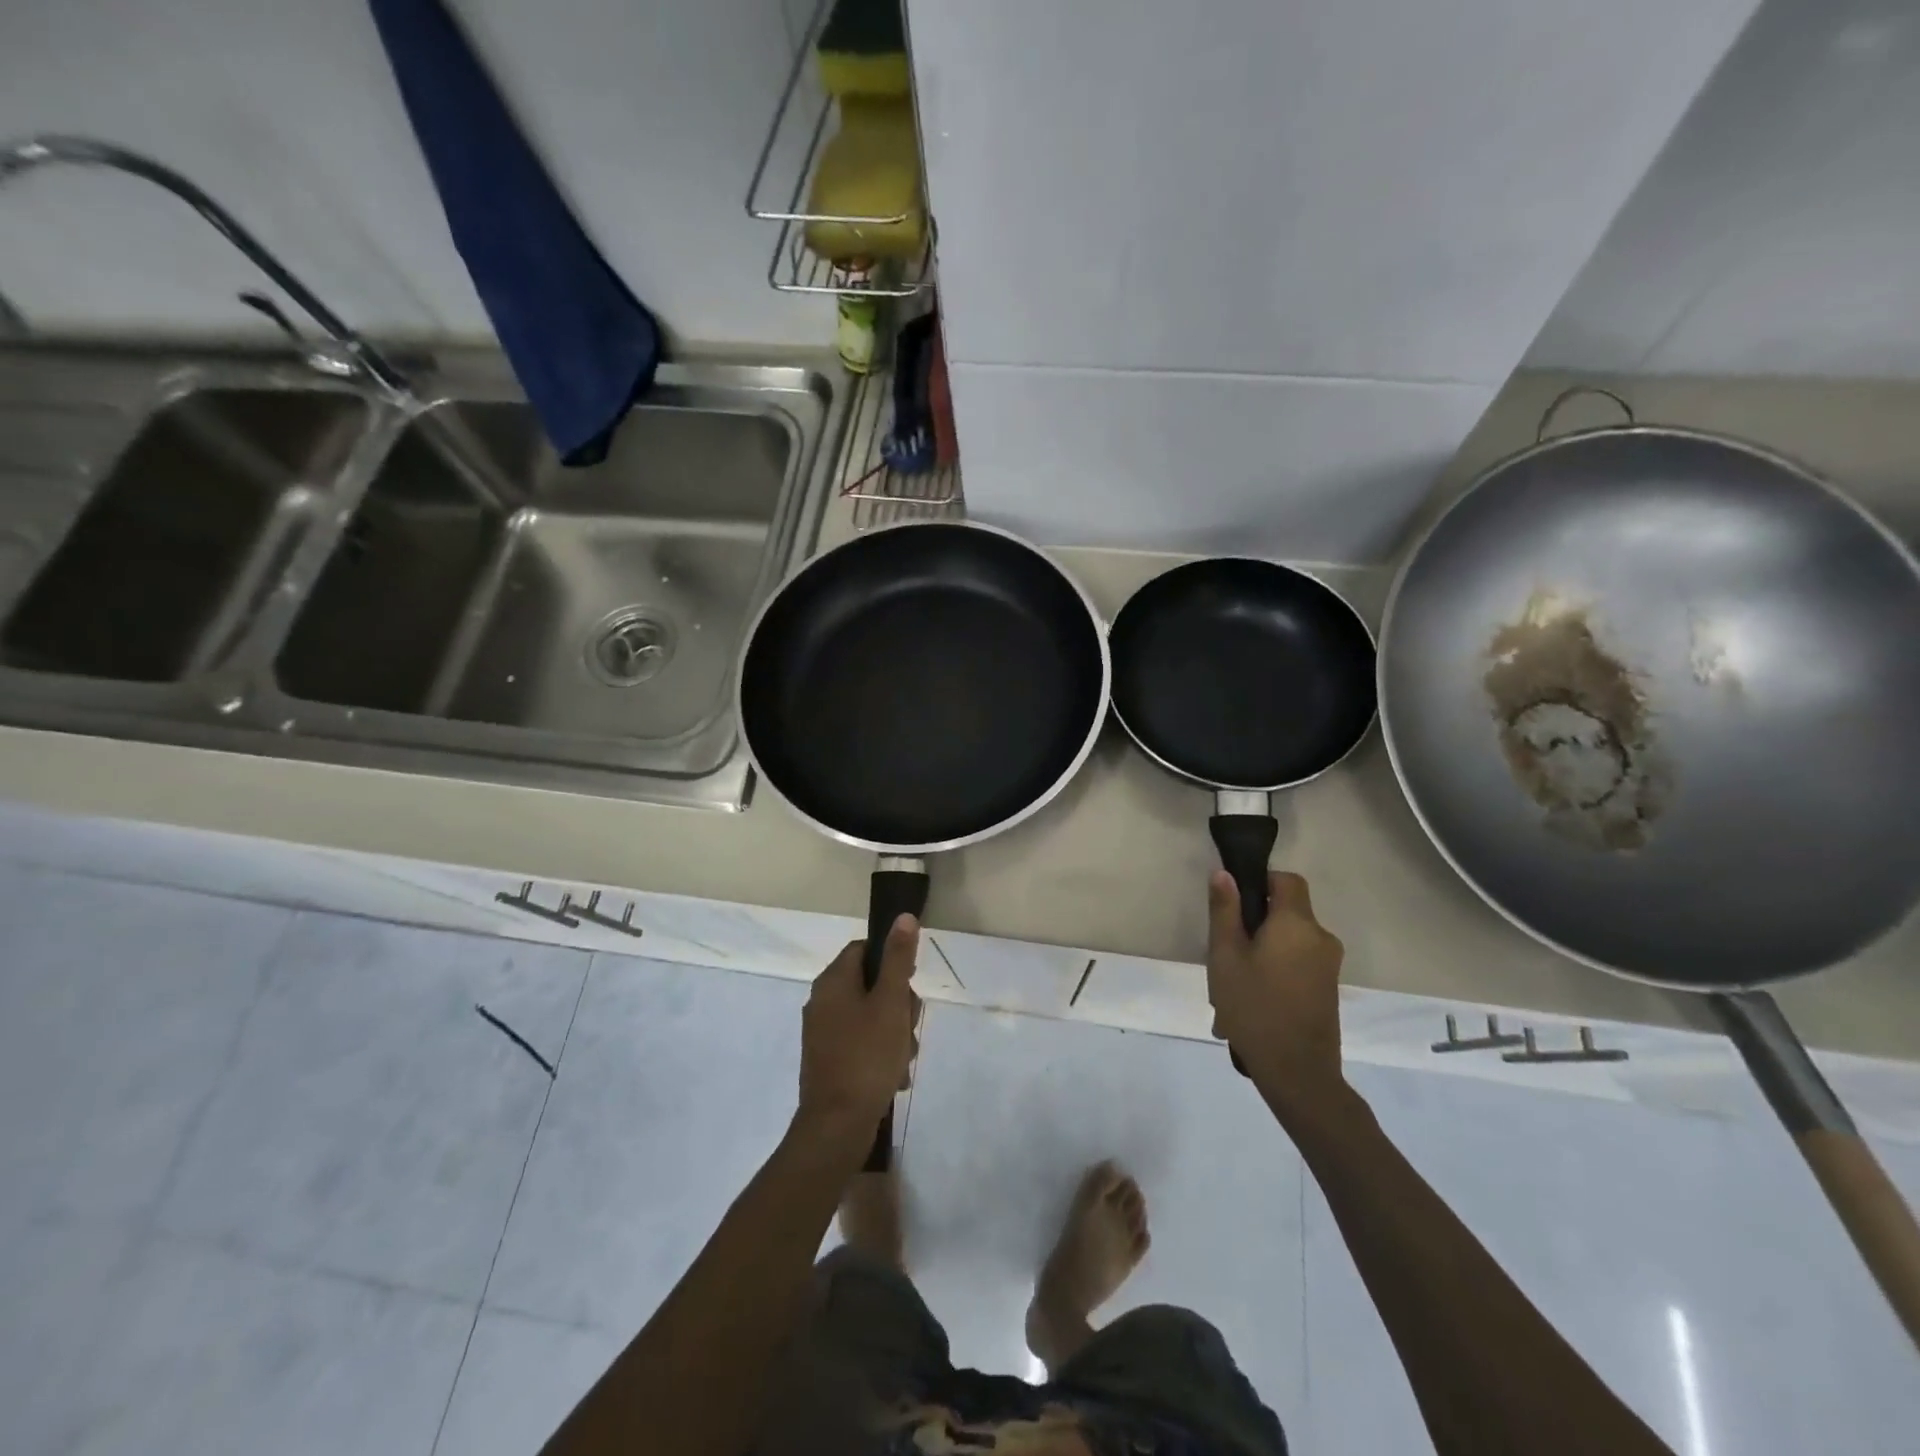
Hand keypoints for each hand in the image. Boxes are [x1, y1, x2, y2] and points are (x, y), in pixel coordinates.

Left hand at [796, 915, 921, 1140]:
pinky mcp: (828, 1060)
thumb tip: (903, 916)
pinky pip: (862, 1043)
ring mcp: (823, 1033)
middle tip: (908, 1027)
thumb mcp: (891, 1002)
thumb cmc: (867, 1055)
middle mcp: (822, 1001)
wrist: (837, 1125)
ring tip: (903, 1058)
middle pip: (871, 984)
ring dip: (894, 1033)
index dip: (893, 962)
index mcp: (833, 981)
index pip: (865, 949)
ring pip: (871, 1016)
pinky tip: (893, 1076)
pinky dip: (880, 1054)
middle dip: (898, 1005)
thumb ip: (898, 959)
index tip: (910, 984)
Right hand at [1207, 870, 1345, 1116]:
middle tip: (1223, 953)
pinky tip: (1250, 1002)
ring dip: (1261, 952)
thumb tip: (1224, 874)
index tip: (1234, 904)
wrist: (1298, 1074)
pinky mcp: (1327, 989)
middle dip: (1254, 924)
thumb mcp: (1225, 956)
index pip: (1287, 879)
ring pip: (1288, 941)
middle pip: (1286, 911)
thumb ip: (1224, 911)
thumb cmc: (1254, 1008)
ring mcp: (1328, 966)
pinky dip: (1274, 971)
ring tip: (1231, 986)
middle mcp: (1321, 937)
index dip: (1260, 881)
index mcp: (1297, 923)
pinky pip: (1296, 964)